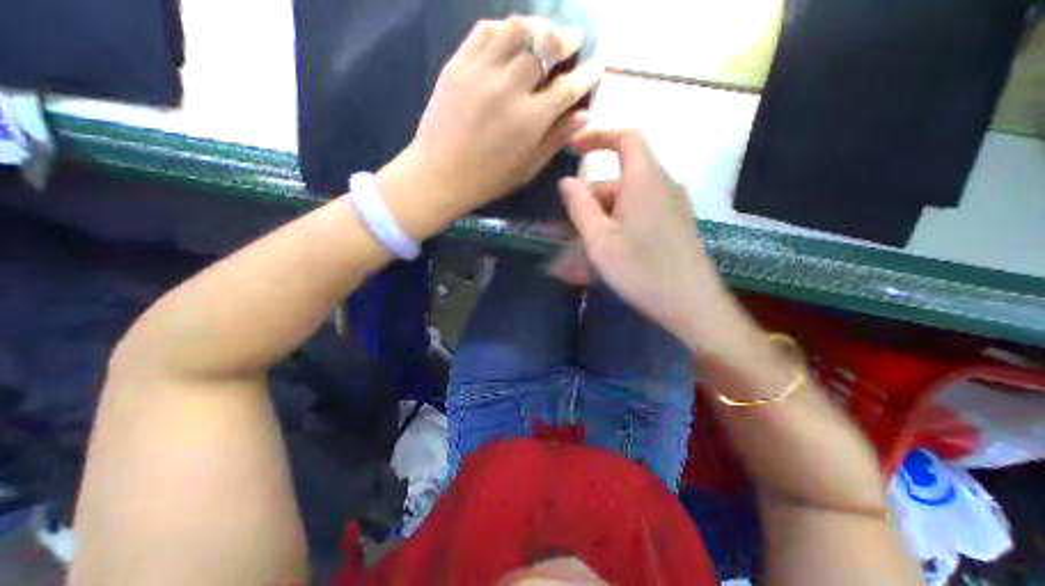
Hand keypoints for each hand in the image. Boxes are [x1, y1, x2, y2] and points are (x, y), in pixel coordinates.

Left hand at [394, 15, 604, 221]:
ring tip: (543, 34)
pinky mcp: (457, 65)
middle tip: (573, 40)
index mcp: (530, 120)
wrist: (439, 175)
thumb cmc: (488, 179)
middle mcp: (509, 89)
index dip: (588, 74)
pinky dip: (503, 28)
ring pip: (516, 28)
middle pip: (545, 45)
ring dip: (537, 26)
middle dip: (566, 39)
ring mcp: (481, 72)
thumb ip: (556, 138)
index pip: (568, 87)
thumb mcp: (528, 168)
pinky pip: (484, 30)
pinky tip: (510, 38)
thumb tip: (584, 114)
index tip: (597, 65)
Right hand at [563, 129, 729, 343]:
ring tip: (582, 247)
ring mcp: (671, 207)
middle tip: (567, 227)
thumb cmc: (641, 270)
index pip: (625, 137)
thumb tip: (567, 181)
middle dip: (590, 198)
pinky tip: (607, 251)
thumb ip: (580, 207)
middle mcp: (662, 186)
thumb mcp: (600, 240)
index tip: (572, 150)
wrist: (691, 304)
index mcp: (644, 180)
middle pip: (619, 178)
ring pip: (627, 200)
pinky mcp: (675, 225)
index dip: (598, 136)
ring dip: (601, 217)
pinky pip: (640, 214)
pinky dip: (618, 225)